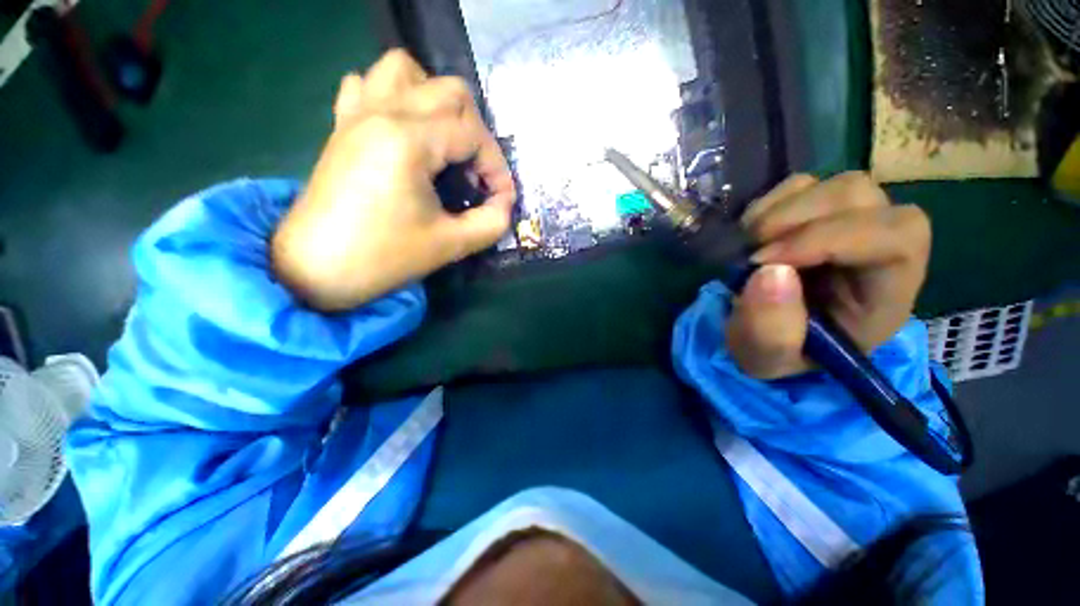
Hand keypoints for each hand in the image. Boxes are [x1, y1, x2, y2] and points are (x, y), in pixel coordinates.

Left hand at [272, 50, 515, 310]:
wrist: (315, 269)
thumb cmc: (383, 258)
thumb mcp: (451, 245)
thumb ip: (491, 223)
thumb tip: (504, 204)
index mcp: (408, 140)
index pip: (473, 135)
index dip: (497, 168)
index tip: (500, 200)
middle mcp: (382, 111)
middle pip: (450, 91)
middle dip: (477, 133)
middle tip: (477, 173)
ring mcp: (357, 113)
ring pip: (406, 70)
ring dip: (436, 100)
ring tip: (444, 142)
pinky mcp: (342, 125)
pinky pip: (368, 84)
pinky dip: (394, 96)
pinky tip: (403, 129)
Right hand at [726, 172, 930, 378]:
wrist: (767, 335)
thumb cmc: (778, 353)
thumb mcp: (767, 359)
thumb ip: (770, 329)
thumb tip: (768, 271)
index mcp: (885, 293)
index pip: (895, 239)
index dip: (829, 238)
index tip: (763, 262)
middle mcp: (880, 247)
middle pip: (862, 197)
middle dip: (796, 219)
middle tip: (750, 254)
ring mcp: (852, 224)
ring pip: (833, 185)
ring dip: (779, 211)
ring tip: (749, 246)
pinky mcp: (819, 214)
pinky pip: (801, 185)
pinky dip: (768, 205)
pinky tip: (751, 234)